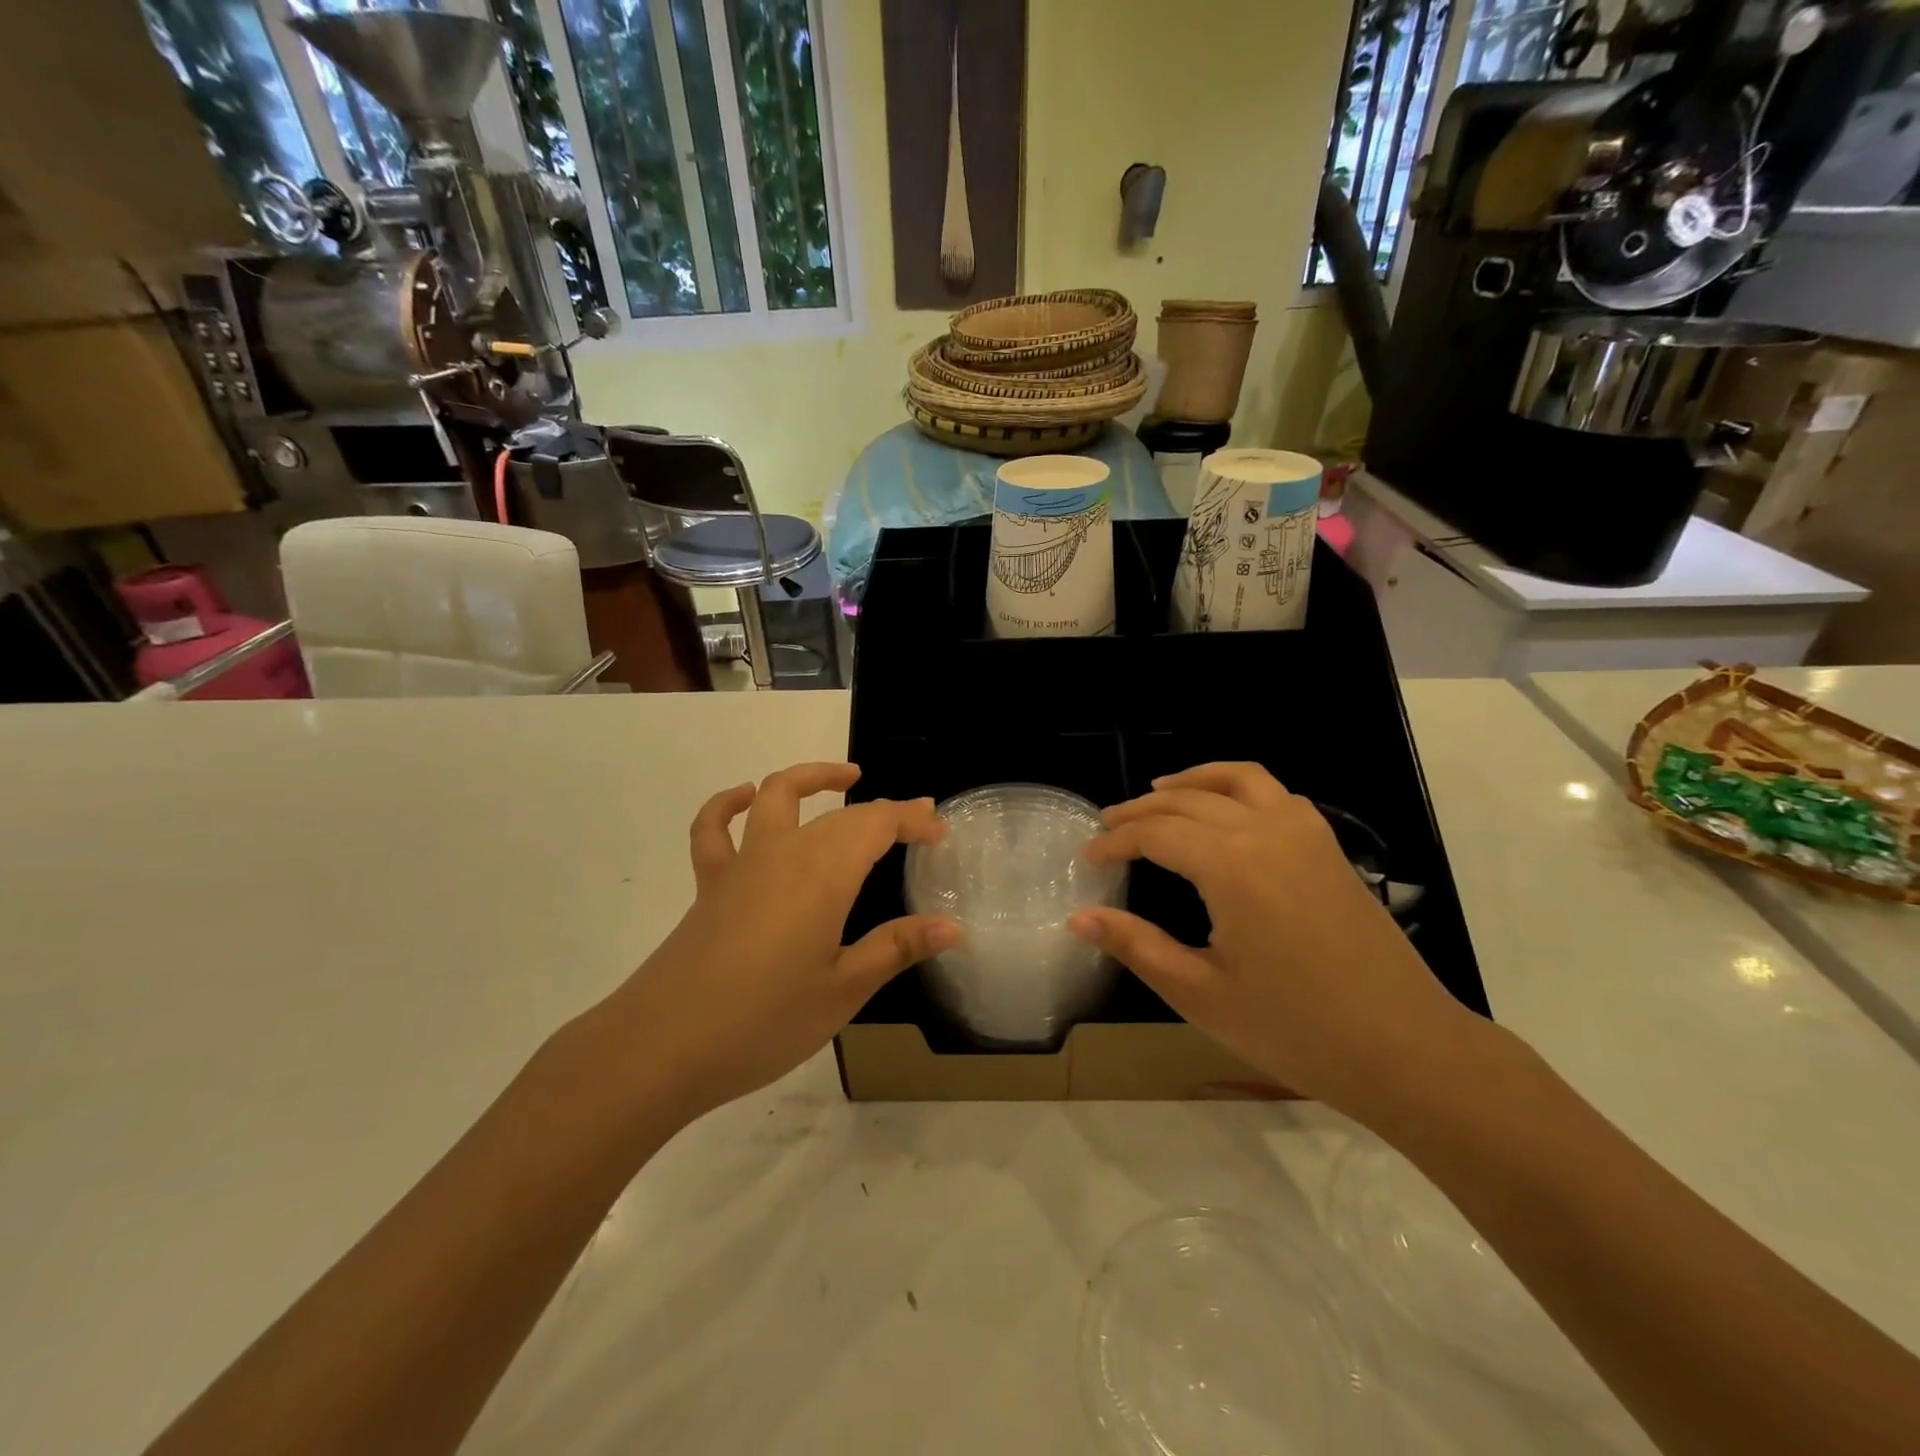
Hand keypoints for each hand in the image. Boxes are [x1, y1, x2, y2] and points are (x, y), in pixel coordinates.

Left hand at [601, 763, 958, 1121]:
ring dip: (812, 779)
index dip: (912, 820)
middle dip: (882, 810)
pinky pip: (714, 828)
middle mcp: (784, 852)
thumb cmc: (764, 1021)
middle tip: (914, 823)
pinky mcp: (709, 883)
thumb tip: (952, 926)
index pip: (878, 824)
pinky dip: (729, 803)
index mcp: (824, 873)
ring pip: (776, 795)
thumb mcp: (843, 991)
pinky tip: (745, 798)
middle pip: (840, 814)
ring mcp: (741, 863)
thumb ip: (896, 948)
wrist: (662, 1046)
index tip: (940, 831)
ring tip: (845, 779)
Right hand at [1069, 762, 1477, 1120]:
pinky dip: (1240, 789)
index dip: (1116, 841)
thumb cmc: (1295, 1029)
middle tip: (1108, 826)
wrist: (1407, 1051)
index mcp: (1230, 866)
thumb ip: (1136, 946)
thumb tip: (1078, 917)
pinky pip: (1277, 795)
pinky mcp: (1330, 848)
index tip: (1087, 857)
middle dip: (1142, 810)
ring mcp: (1306, 834)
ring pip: (1239, 780)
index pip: (1156, 834)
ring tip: (1160, 790)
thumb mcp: (1200, 994)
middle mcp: (1266, 832)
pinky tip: (1228, 814)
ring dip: (1194, 780)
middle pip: (1189, 801)